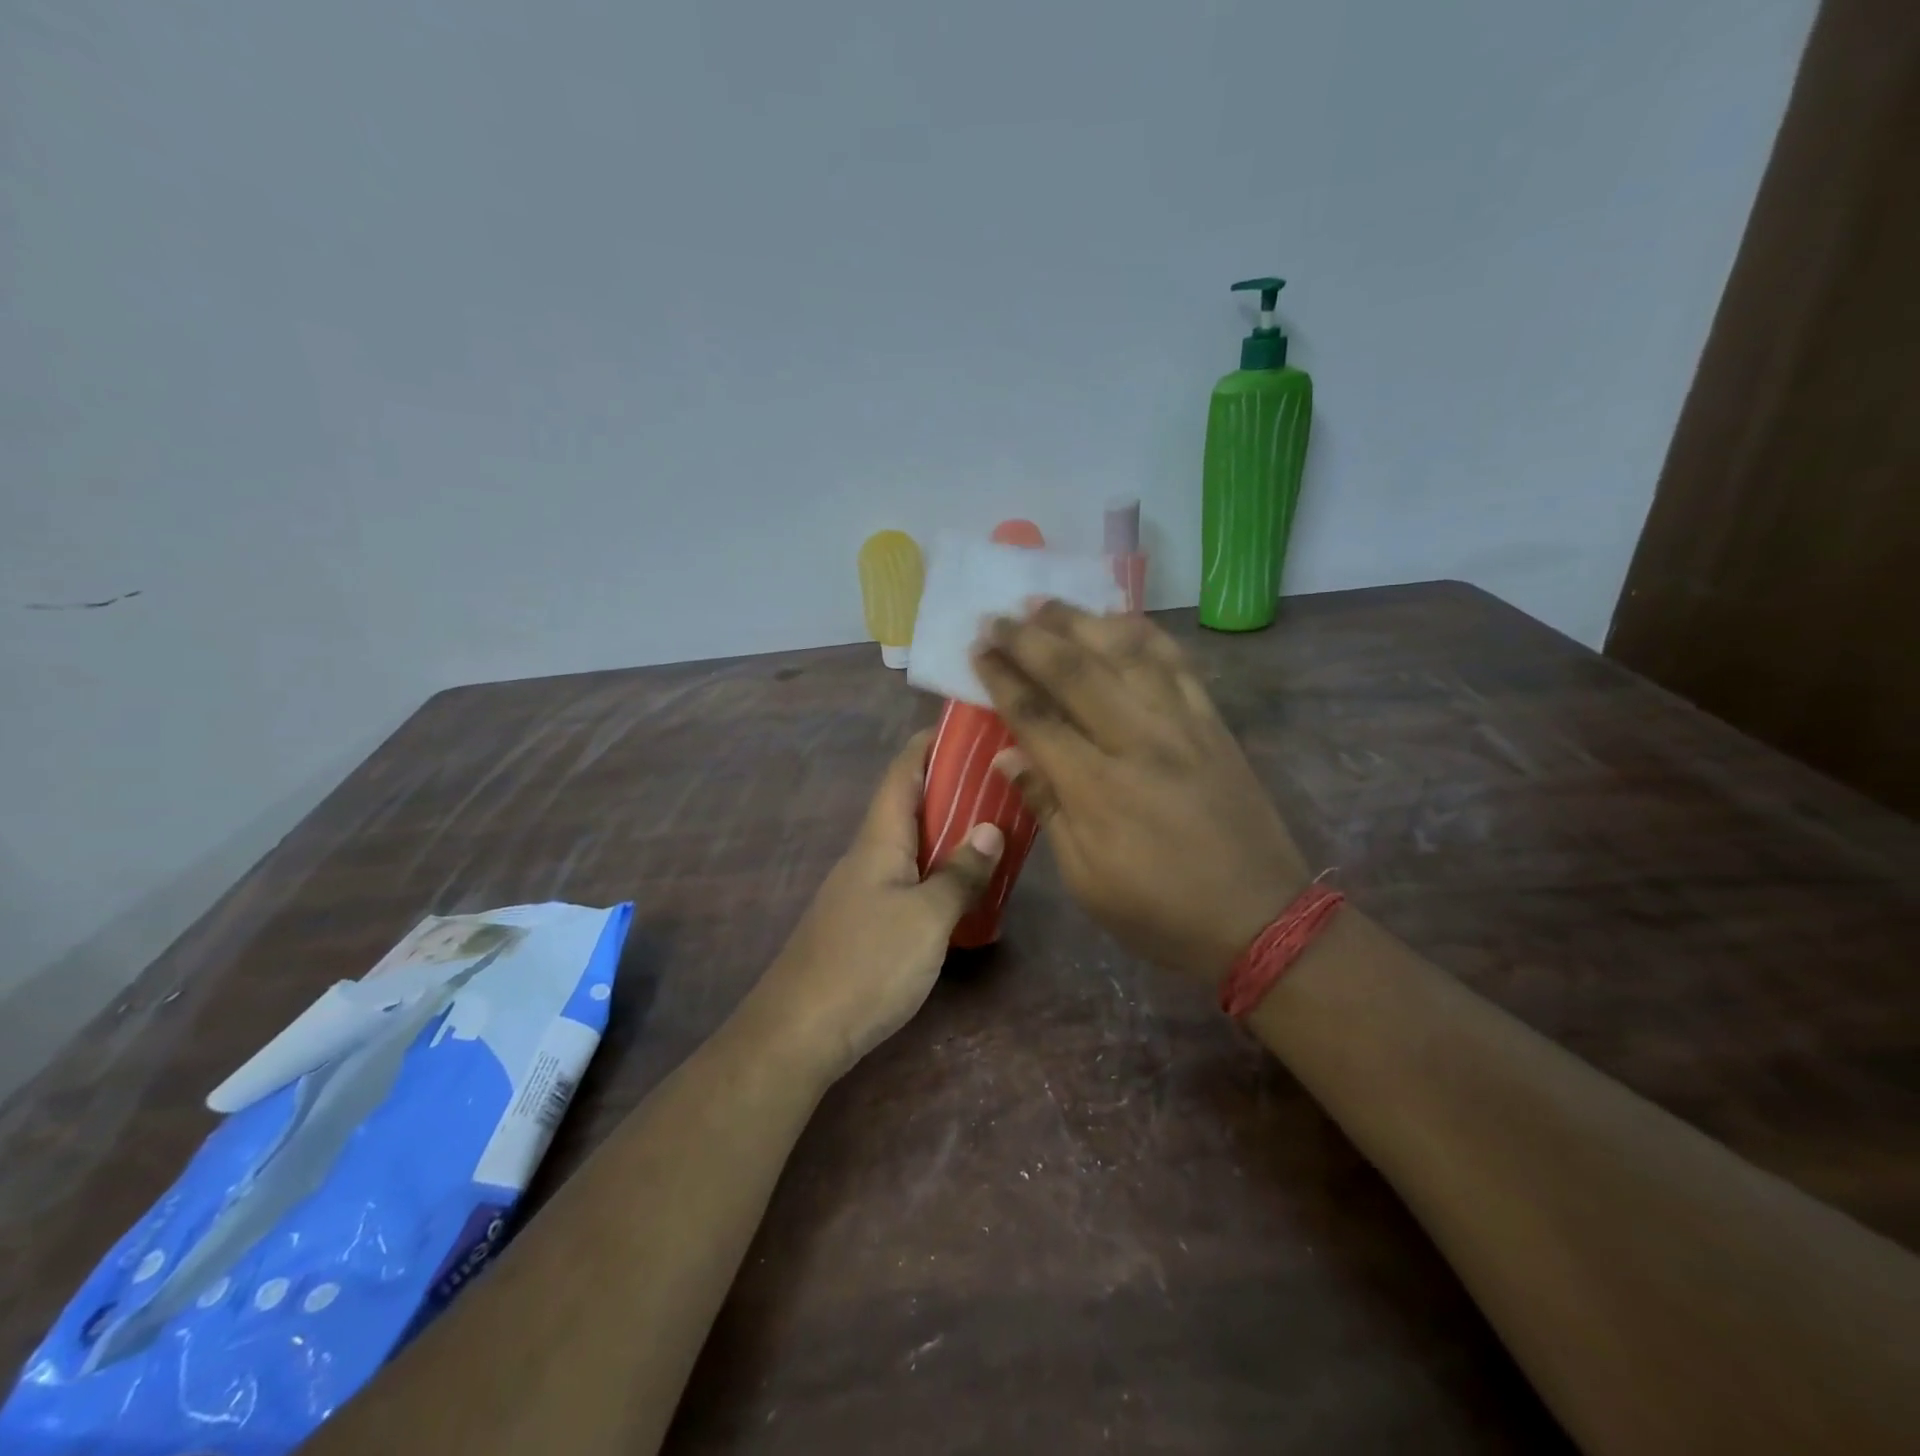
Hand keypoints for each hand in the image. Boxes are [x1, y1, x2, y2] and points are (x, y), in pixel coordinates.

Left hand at [749, 730, 1003, 1079]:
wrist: (801, 1031)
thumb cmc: (868, 963)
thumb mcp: (927, 918)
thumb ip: (961, 873)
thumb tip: (991, 828)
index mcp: (879, 839)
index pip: (902, 772)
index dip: (930, 743)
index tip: (968, 728)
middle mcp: (868, 855)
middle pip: (909, 805)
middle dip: (951, 787)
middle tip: (1001, 782)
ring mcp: (863, 890)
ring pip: (911, 845)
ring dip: (948, 832)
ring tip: (995, 829)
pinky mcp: (865, 922)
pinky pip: (908, 879)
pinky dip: (939, 871)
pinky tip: (965, 888)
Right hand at [972, 602, 1309, 984]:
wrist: (1261, 918)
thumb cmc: (1161, 911)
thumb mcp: (1087, 880)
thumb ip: (1047, 809)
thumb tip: (1009, 755)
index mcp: (1098, 788)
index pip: (1037, 716)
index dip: (1002, 678)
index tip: (978, 650)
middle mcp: (1138, 741)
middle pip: (1076, 671)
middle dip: (1030, 638)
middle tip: (998, 616)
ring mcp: (1183, 725)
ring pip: (1127, 653)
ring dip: (1082, 621)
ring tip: (1046, 604)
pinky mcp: (1214, 724)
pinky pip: (1177, 663)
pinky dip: (1144, 634)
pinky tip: (1120, 620)